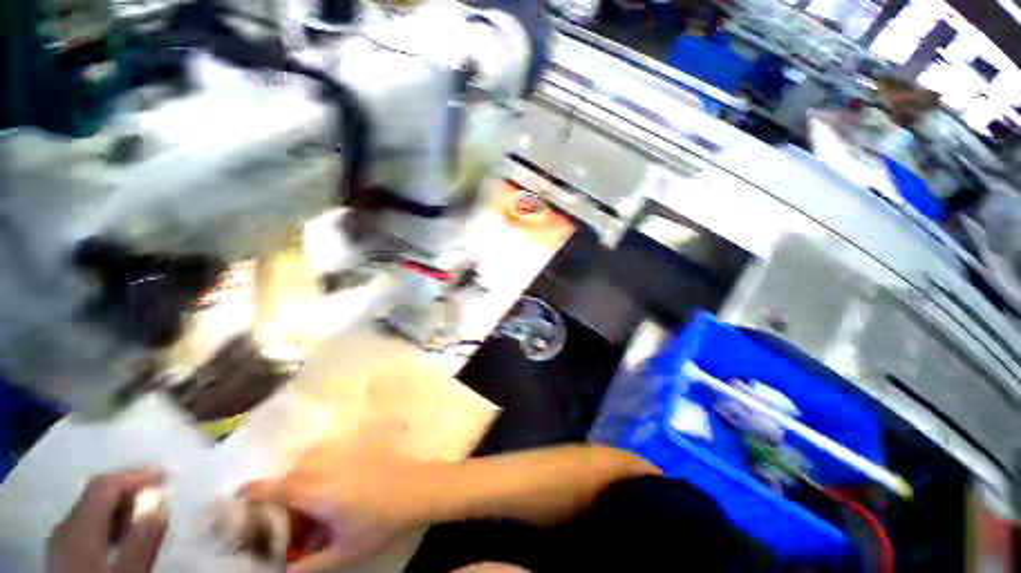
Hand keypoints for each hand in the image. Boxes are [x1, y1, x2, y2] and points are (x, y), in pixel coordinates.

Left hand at [47, 469, 167, 572]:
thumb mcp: (127, 572)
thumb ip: (141, 542)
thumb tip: (162, 506)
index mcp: (78, 526)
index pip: (105, 485)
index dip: (135, 475)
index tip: (166, 474)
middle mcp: (64, 526)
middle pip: (95, 494)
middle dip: (128, 488)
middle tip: (158, 490)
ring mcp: (59, 540)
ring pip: (90, 509)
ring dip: (119, 504)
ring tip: (145, 511)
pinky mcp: (62, 552)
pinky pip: (85, 524)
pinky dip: (108, 519)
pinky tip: (121, 533)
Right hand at [243, 446, 437, 572]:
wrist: (417, 488)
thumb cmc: (379, 521)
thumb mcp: (341, 550)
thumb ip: (307, 565)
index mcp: (314, 491)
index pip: (274, 488)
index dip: (253, 493)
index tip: (238, 498)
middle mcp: (325, 466)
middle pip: (290, 474)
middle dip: (277, 491)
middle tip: (277, 514)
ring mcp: (344, 454)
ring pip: (309, 462)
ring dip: (298, 478)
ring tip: (303, 502)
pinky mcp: (359, 448)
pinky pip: (328, 455)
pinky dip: (318, 467)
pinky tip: (329, 486)